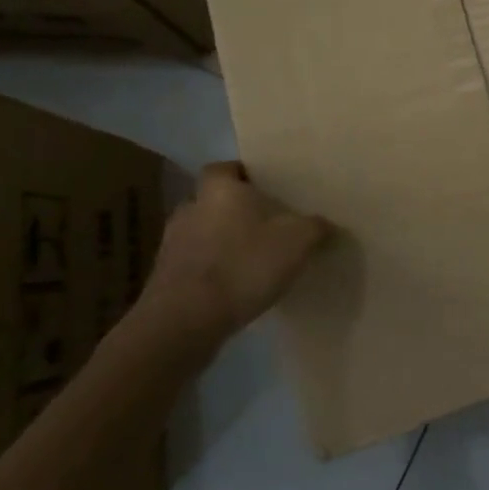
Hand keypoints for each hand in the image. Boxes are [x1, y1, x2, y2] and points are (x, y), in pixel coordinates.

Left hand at [143, 162, 329, 346]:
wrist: (186, 320)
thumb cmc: (244, 264)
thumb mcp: (298, 241)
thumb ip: (314, 227)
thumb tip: (323, 224)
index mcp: (218, 190)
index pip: (224, 169)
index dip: (242, 175)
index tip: (263, 188)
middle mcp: (189, 209)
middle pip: (212, 201)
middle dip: (234, 211)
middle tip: (263, 224)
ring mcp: (171, 245)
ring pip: (201, 234)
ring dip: (220, 243)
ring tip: (249, 259)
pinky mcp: (164, 280)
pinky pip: (193, 266)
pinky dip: (211, 271)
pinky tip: (233, 288)